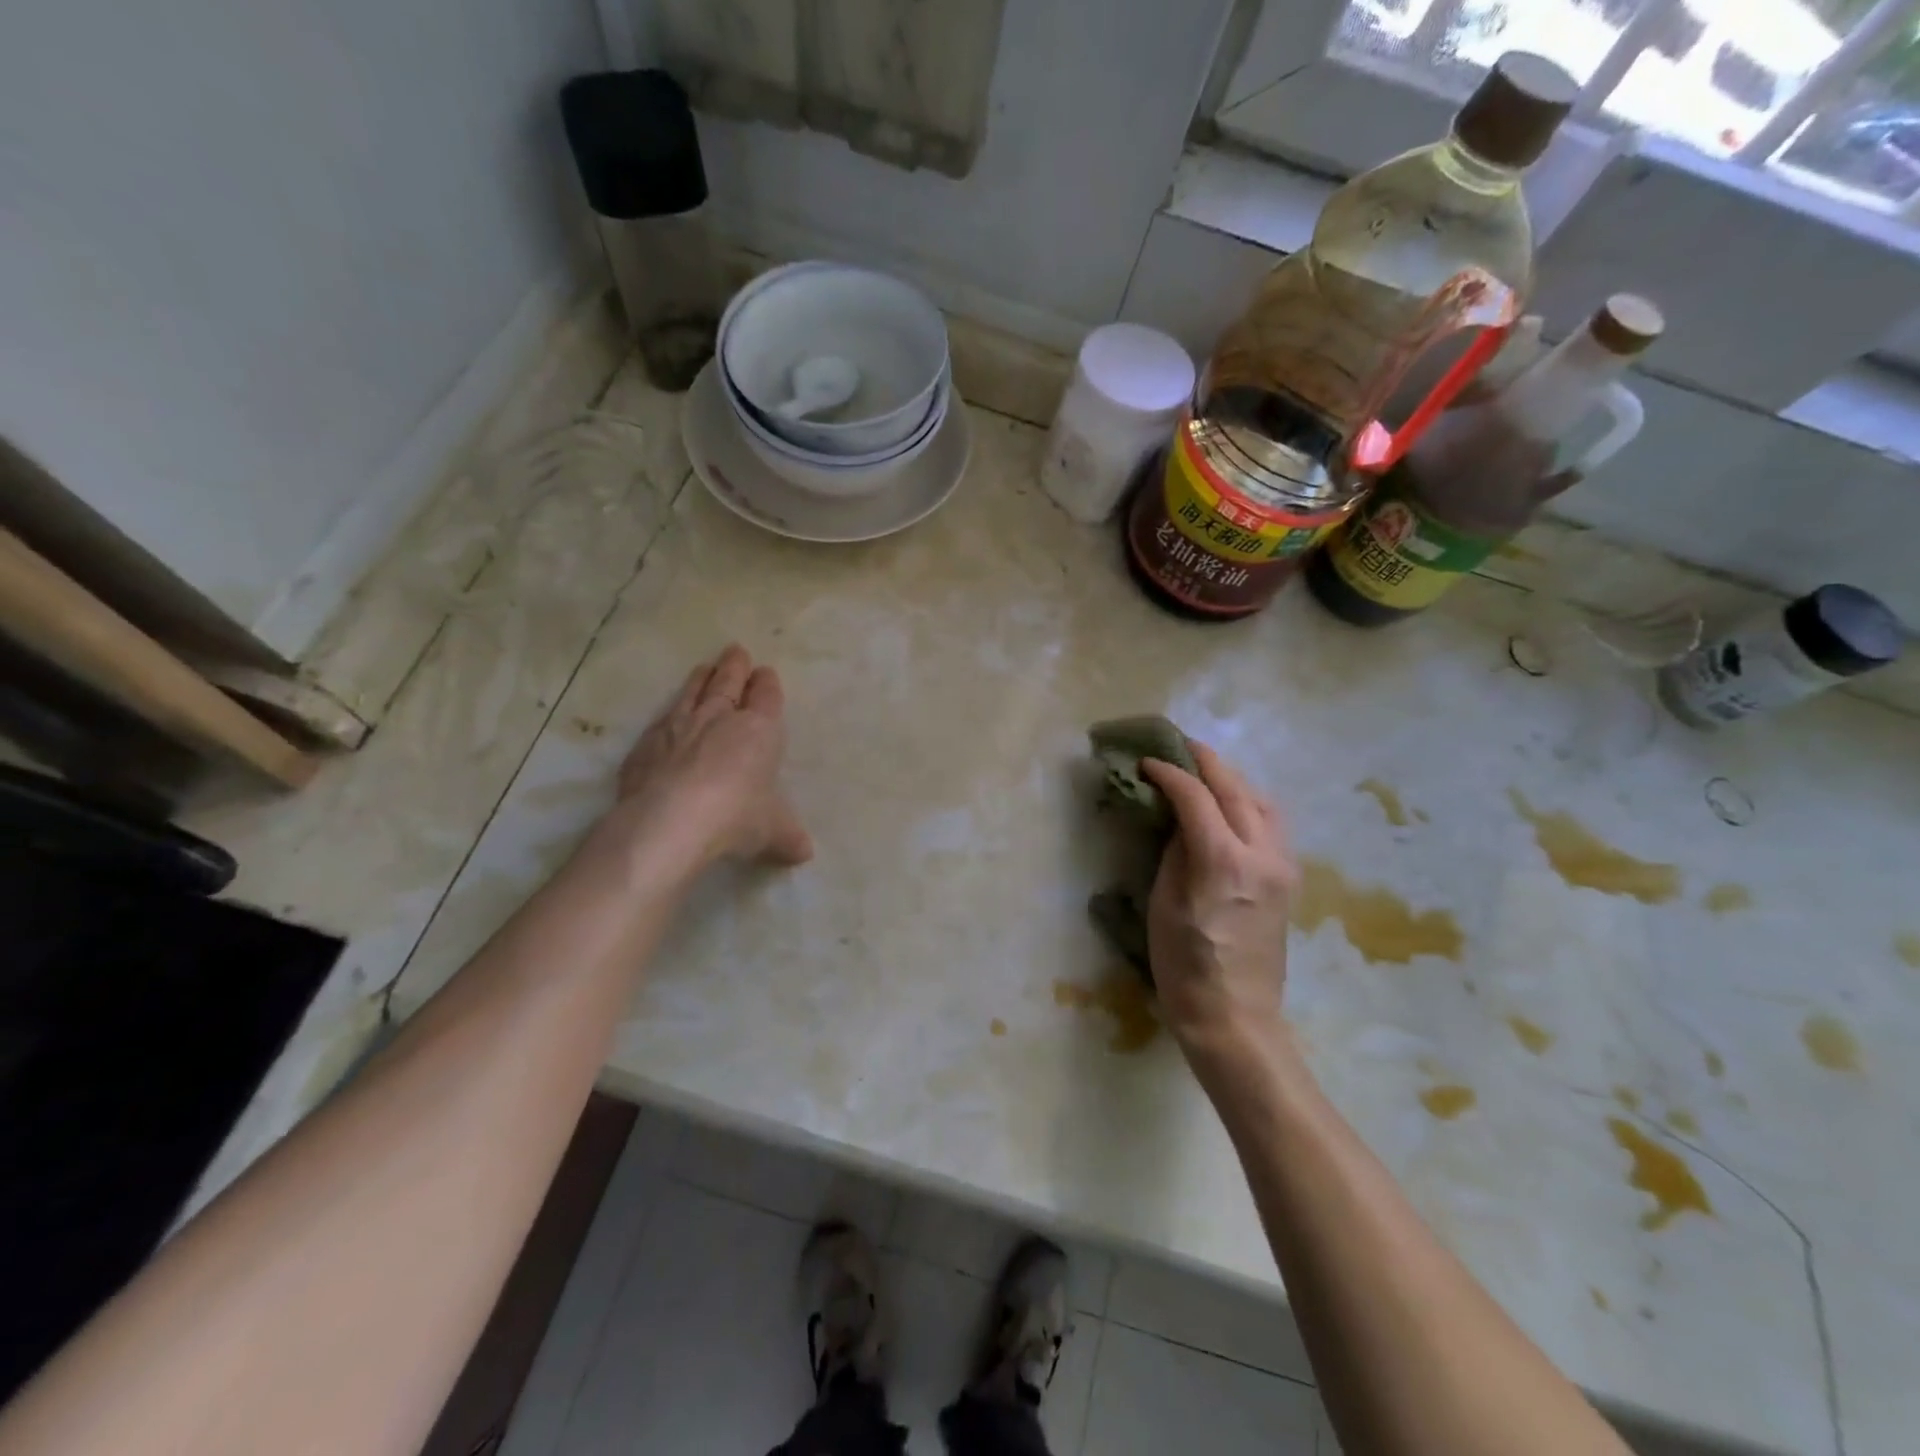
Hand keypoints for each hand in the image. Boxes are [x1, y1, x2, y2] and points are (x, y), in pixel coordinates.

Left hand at [607, 644, 812, 868]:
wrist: (672, 821)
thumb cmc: (737, 816)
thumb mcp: (773, 831)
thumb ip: (789, 837)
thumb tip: (804, 853)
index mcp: (759, 730)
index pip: (766, 697)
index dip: (767, 684)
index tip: (766, 673)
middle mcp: (719, 719)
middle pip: (728, 683)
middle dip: (734, 667)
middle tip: (735, 651)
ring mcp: (679, 727)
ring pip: (693, 692)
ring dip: (700, 679)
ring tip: (704, 667)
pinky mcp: (646, 744)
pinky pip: (661, 720)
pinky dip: (668, 714)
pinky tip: (667, 715)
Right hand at [1140, 745, 1295, 1058]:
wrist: (1235, 1017)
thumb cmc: (1184, 965)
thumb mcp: (1164, 903)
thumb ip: (1175, 851)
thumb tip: (1180, 819)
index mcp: (1223, 861)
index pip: (1196, 796)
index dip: (1169, 773)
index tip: (1146, 761)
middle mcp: (1262, 854)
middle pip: (1235, 788)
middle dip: (1205, 761)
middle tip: (1178, 745)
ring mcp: (1283, 866)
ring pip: (1262, 801)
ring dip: (1232, 779)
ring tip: (1205, 771)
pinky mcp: (1289, 880)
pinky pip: (1272, 824)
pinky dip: (1249, 802)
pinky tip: (1230, 805)